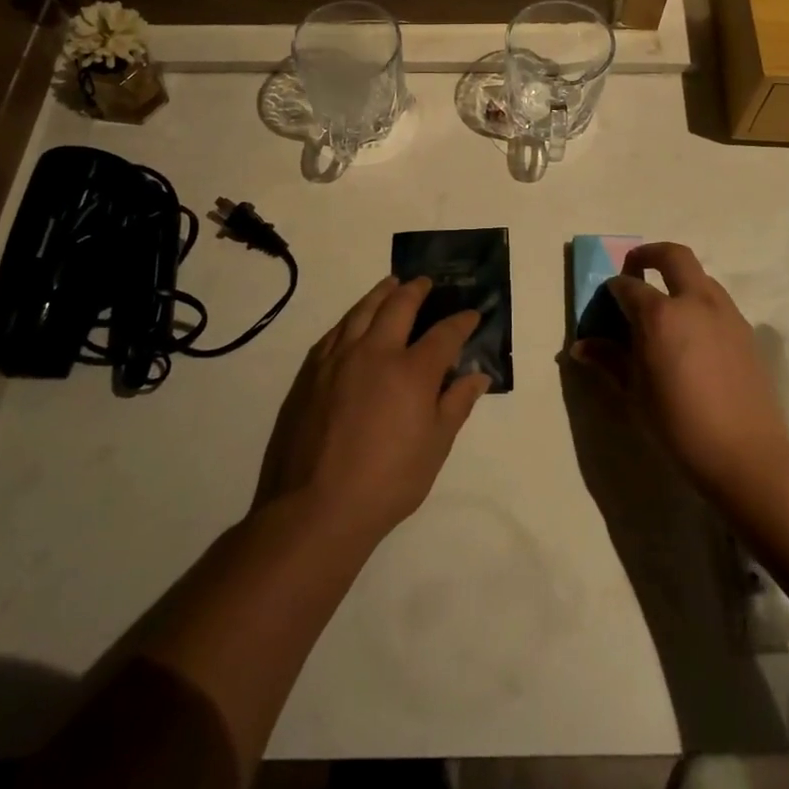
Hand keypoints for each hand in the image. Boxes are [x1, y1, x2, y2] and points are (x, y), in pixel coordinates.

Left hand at [255, 276, 490, 542]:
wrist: (316, 507)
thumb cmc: (387, 482)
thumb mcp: (435, 448)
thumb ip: (456, 404)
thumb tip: (477, 375)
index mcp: (411, 371)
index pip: (444, 334)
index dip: (461, 321)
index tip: (472, 314)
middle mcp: (375, 352)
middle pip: (399, 306)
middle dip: (417, 290)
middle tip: (426, 282)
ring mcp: (339, 358)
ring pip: (362, 311)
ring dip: (381, 293)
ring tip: (391, 284)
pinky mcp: (311, 372)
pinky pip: (335, 331)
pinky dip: (351, 318)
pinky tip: (354, 320)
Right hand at [572, 243, 788, 504]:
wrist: (745, 453)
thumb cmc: (678, 424)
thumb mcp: (634, 393)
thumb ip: (609, 360)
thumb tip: (580, 347)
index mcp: (660, 314)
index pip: (627, 285)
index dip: (612, 289)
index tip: (605, 301)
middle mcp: (694, 301)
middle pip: (673, 256)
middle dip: (649, 254)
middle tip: (635, 268)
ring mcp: (725, 313)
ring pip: (700, 276)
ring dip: (678, 278)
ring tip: (665, 306)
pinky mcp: (745, 330)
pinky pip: (717, 301)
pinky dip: (698, 302)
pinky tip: (692, 334)